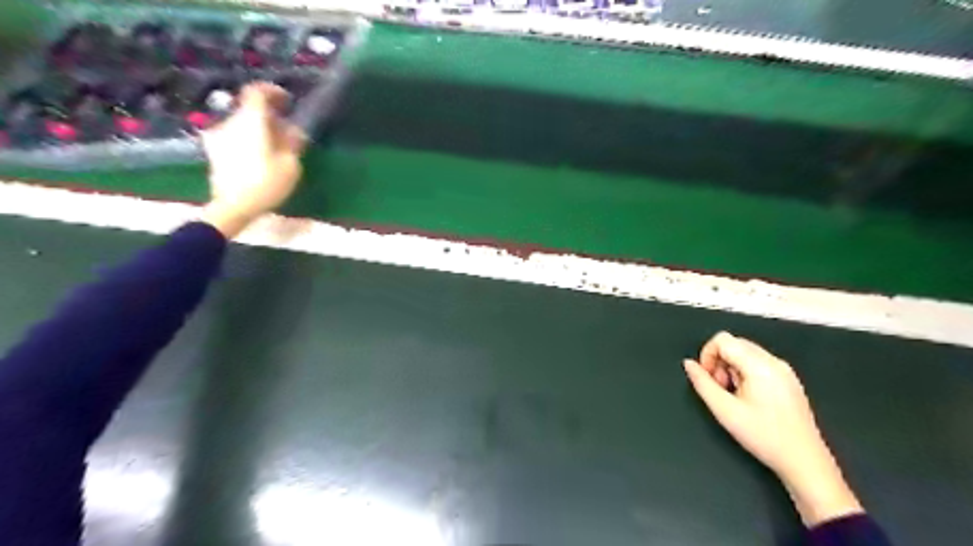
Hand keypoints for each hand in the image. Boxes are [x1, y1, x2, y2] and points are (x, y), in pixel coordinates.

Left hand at [197, 82, 302, 237]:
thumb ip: (292, 143)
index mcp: (251, 121)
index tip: (286, 101)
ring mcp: (219, 136)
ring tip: (275, 147)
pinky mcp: (214, 151)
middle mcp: (231, 122)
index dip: (272, 92)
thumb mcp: (290, 165)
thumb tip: (294, 130)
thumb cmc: (266, 184)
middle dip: (269, 116)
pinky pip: (235, 137)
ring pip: (243, 124)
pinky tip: (260, 157)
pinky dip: (248, 140)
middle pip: (250, 110)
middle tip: (287, 131)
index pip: (257, 92)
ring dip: (259, 130)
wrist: (233, 206)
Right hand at [678, 330, 861, 526]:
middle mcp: (774, 362)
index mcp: (760, 366)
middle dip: (719, 361)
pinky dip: (745, 373)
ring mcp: (784, 370)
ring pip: (745, 353)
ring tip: (734, 395)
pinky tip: (748, 397)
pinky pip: (758, 363)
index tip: (707, 378)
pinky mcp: (788, 379)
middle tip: (720, 388)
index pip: (723, 340)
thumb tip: (689, 364)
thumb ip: (702, 383)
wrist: (804, 461)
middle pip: (734, 343)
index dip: (707, 355)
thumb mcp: (724, 410)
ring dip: (731, 368)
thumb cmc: (765, 437)